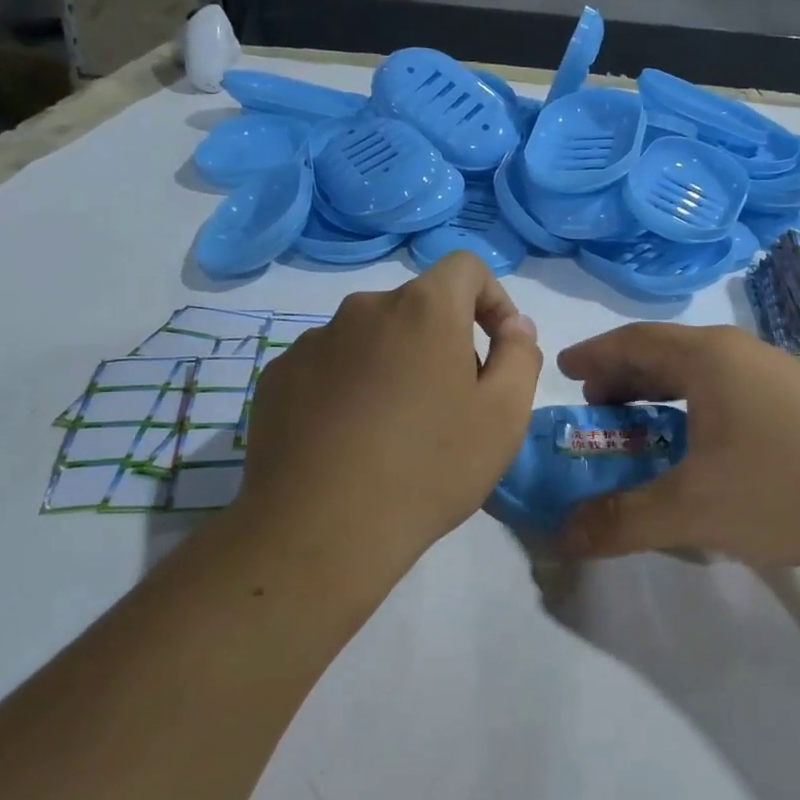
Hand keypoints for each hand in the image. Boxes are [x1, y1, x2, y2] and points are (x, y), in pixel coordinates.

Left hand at [236, 253, 541, 602]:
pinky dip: (352, 387)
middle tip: (454, 404)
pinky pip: (331, 366)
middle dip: (446, 341)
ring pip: (374, 338)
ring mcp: (313, 342)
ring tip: (399, 430)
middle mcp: (364, 309)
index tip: (499, 347)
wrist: (322, 530)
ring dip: (396, 365)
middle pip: (419, 307)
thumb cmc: (430, 467)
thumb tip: (515, 326)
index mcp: (424, 309)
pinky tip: (352, 440)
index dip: (493, 299)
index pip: (466, 268)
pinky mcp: (278, 378)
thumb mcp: (504, 415)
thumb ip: (520, 355)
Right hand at [556, 323, 799, 566]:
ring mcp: (776, 375)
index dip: (593, 355)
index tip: (563, 370)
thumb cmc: (788, 485)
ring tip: (640, 426)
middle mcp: (740, 353)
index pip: (632, 342)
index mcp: (708, 358)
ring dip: (662, 395)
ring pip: (701, 374)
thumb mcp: (694, 509)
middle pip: (666, 353)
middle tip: (596, 406)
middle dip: (624, 377)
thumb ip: (622, 520)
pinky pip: (728, 392)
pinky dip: (696, 409)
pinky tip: (701, 447)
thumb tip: (560, 535)